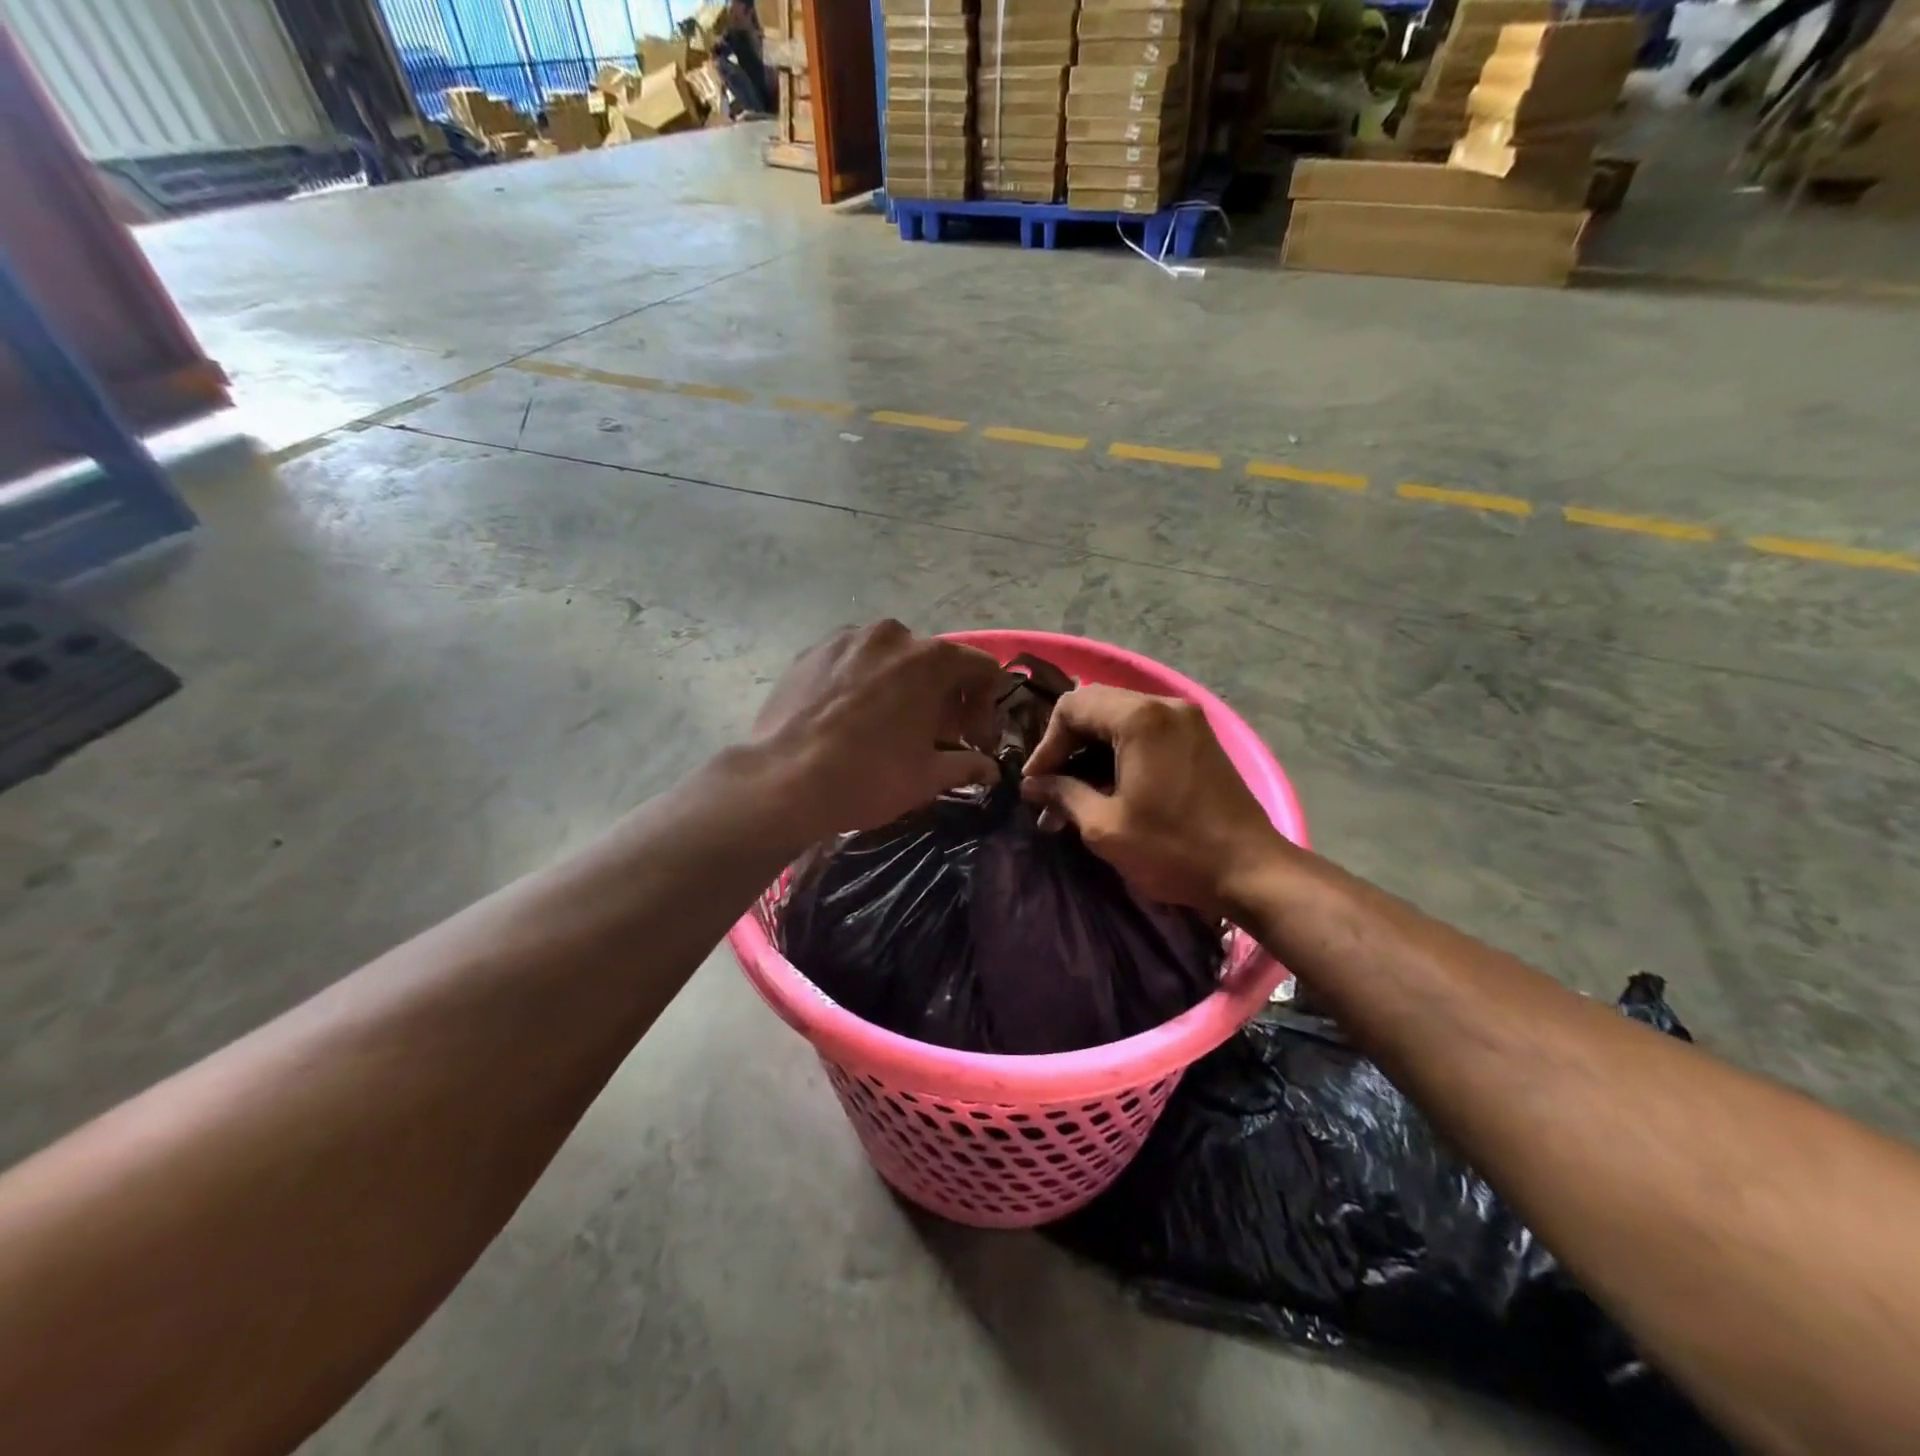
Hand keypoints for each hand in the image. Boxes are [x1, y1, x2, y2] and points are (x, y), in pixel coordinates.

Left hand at [753, 622, 1000, 837]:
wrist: (783, 782)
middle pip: (935, 661)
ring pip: (890, 659)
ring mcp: (846, 639)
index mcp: (930, 659)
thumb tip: (990, 769)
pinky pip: (852, 662)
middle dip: (943, 697)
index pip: (981, 667)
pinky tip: (849, 719)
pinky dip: (863, 683)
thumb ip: (967, 765)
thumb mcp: (928, 778)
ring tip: (887, 726)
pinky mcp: (810, 652)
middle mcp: (891, 635)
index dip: (986, 705)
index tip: (972, 739)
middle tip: (932, 737)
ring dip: (902, 686)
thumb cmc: (868, 777)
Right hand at [1020, 685, 1288, 915]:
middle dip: (1067, 746)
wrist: (1252, 871)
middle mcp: (1164, 705)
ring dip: (1092, 752)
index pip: (1071, 707)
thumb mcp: (1105, 826)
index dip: (1046, 745)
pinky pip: (1146, 732)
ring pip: (1120, 719)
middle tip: (1050, 788)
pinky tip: (1107, 789)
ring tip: (1073, 797)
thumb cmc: (1173, 848)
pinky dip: (1119, 753)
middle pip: (1095, 707)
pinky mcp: (1198, 739)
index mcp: (1139, 718)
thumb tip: (1033, 785)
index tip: (1036, 784)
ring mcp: (1187, 719)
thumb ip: (1063, 795)